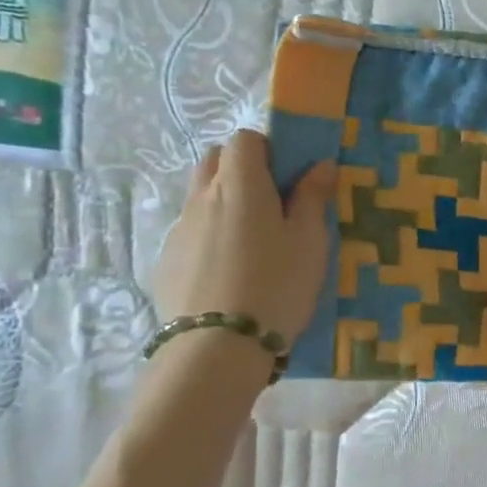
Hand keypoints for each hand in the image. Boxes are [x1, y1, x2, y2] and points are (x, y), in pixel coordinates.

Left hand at [152, 129, 335, 340]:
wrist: (217, 347)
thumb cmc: (277, 285)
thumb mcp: (310, 242)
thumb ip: (313, 198)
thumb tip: (320, 164)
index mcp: (241, 185)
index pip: (245, 139)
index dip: (269, 149)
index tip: (290, 176)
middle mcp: (203, 197)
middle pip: (216, 161)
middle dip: (242, 168)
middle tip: (273, 203)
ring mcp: (179, 229)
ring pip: (201, 196)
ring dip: (225, 202)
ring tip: (253, 242)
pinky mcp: (166, 260)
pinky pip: (191, 231)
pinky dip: (210, 235)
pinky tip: (230, 271)